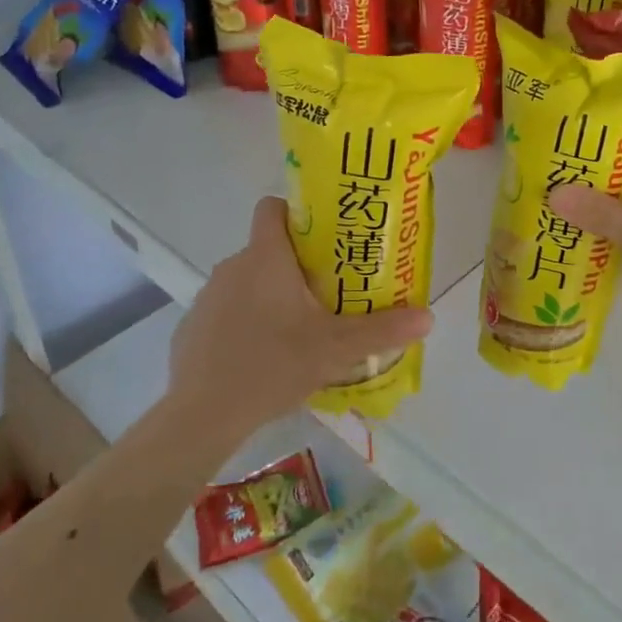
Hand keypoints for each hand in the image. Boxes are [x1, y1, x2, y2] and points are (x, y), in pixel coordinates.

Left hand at [168, 196, 432, 441]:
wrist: (202, 414)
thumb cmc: (272, 364)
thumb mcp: (335, 349)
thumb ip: (382, 330)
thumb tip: (428, 316)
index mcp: (266, 257)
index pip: (273, 206)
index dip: (297, 212)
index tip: (323, 236)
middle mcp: (233, 265)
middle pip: (268, 248)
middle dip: (296, 264)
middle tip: (328, 291)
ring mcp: (209, 295)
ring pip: (248, 281)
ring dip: (270, 295)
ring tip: (298, 329)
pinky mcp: (193, 325)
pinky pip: (227, 310)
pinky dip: (244, 322)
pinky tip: (261, 357)